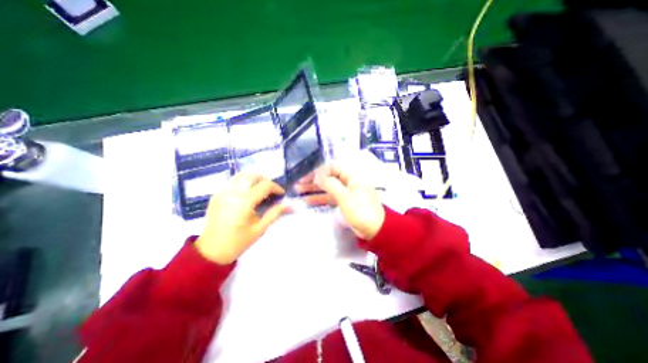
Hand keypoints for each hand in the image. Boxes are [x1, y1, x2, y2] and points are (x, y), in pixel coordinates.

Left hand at [195, 173, 291, 263]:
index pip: (264, 185)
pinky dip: (243, 183)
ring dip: (254, 179)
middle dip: (265, 181)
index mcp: (244, 202)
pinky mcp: (216, 194)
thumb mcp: (260, 229)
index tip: (281, 195)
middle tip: (271, 192)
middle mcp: (232, 193)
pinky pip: (233, 181)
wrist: (211, 251)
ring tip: (260, 191)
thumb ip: (275, 213)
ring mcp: (222, 192)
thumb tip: (290, 205)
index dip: (276, 187)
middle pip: (253, 175)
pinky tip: (247, 194)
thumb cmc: (238, 242)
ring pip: (242, 175)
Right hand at [295, 163, 379, 239]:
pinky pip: (329, 197)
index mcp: (351, 176)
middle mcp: (347, 181)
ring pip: (327, 187)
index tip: (308, 178)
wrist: (373, 229)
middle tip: (298, 183)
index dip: (320, 171)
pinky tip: (307, 200)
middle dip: (313, 180)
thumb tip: (318, 176)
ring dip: (313, 189)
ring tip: (298, 190)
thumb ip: (330, 184)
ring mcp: (345, 192)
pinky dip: (319, 198)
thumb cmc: (360, 211)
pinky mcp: (343, 201)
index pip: (333, 167)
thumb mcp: (344, 197)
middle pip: (328, 177)